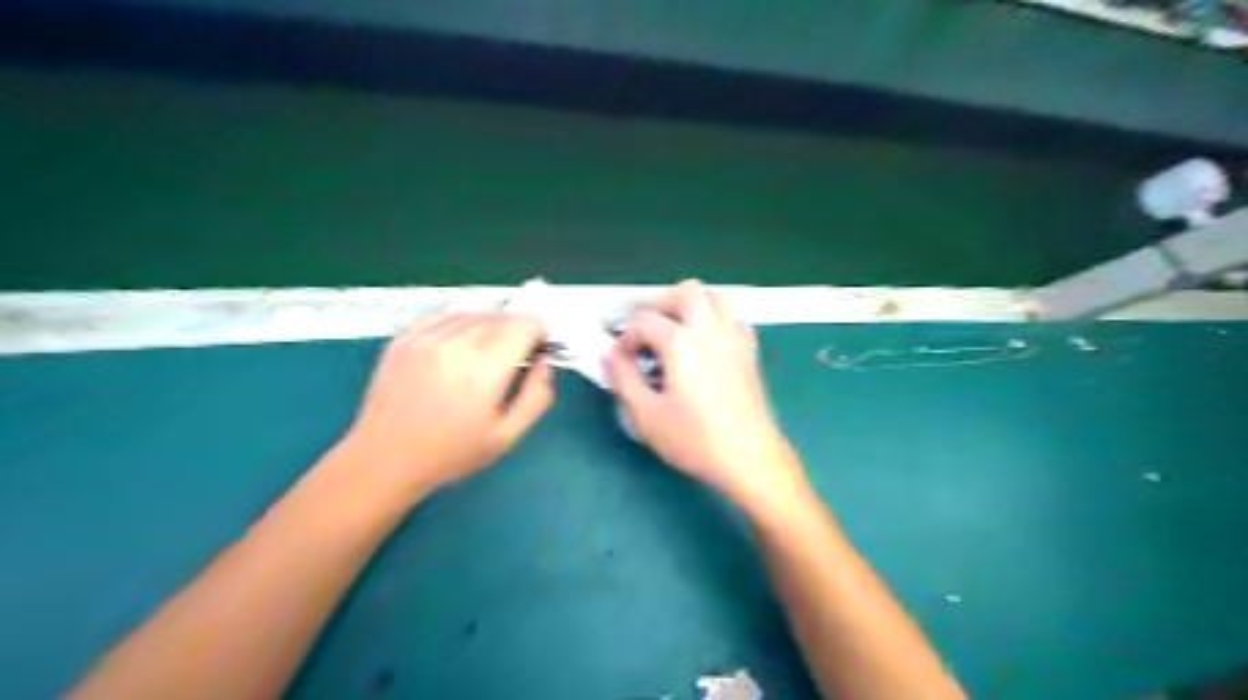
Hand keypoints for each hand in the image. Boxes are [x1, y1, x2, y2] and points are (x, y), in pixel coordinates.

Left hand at [340, 316, 554, 500]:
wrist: (385, 459)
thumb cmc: (452, 453)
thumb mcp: (508, 436)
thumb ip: (537, 395)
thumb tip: (545, 362)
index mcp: (486, 369)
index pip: (526, 323)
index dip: (538, 334)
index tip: (535, 352)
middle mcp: (457, 343)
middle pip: (503, 316)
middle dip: (516, 332)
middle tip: (511, 360)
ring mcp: (427, 337)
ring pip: (475, 313)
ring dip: (490, 327)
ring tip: (483, 356)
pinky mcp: (405, 337)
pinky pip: (445, 315)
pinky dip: (461, 324)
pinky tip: (459, 346)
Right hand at [607, 282, 803, 507]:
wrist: (749, 457)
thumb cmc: (695, 439)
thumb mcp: (646, 416)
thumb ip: (623, 379)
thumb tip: (610, 356)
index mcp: (681, 342)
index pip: (643, 320)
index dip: (625, 338)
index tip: (622, 362)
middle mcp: (709, 329)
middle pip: (685, 292)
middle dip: (661, 305)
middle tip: (648, 333)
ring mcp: (734, 337)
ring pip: (714, 297)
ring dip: (691, 306)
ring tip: (676, 332)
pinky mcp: (750, 351)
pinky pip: (732, 319)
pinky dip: (715, 321)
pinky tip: (705, 347)